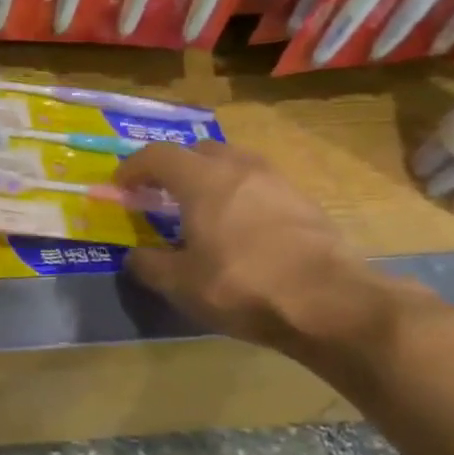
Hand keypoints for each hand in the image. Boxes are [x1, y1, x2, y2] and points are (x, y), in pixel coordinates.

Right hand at [115, 141, 395, 351]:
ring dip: (211, 179)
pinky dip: (241, 197)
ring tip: (202, 210)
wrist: (332, 303)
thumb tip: (135, 256)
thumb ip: (149, 265)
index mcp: (202, 180)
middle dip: (174, 167)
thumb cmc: (242, 286)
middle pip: (199, 151)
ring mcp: (278, 183)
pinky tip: (240, 230)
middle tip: (161, 194)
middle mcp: (239, 169)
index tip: (120, 187)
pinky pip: (261, 187)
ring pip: (235, 165)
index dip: (132, 168)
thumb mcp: (180, 284)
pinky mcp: (306, 204)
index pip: (157, 155)